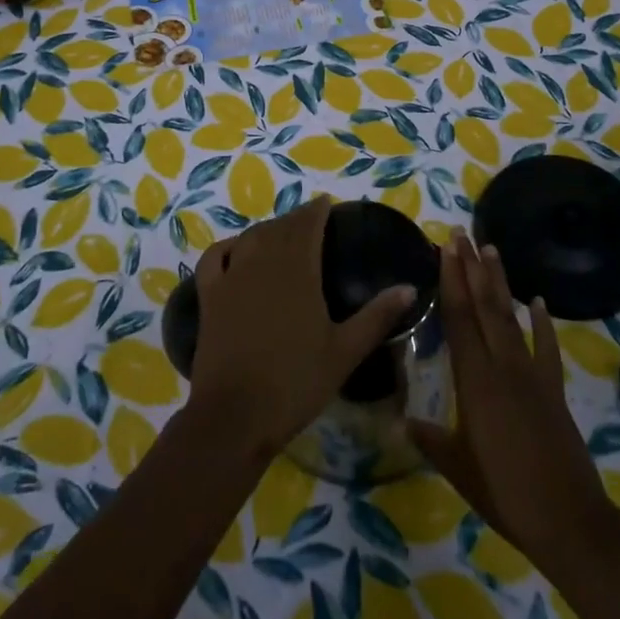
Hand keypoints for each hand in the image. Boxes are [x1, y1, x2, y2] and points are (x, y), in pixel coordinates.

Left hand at [189, 195, 416, 461]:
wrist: (235, 415)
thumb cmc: (296, 383)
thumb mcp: (345, 352)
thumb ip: (377, 316)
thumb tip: (410, 288)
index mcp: (299, 270)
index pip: (307, 225)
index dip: (317, 211)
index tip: (326, 204)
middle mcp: (263, 262)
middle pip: (280, 228)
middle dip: (296, 219)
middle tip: (309, 220)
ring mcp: (232, 277)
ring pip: (251, 238)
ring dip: (267, 229)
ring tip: (280, 233)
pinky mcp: (209, 296)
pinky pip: (214, 257)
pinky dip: (227, 246)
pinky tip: (235, 249)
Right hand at [407, 235, 607, 562]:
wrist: (569, 519)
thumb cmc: (505, 492)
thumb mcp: (458, 467)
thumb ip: (430, 439)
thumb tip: (400, 419)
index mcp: (475, 380)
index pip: (458, 319)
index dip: (451, 282)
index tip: (445, 250)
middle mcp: (502, 366)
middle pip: (484, 306)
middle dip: (471, 268)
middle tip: (462, 234)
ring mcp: (532, 374)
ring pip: (511, 317)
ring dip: (500, 282)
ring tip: (491, 250)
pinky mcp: (554, 389)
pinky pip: (547, 348)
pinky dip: (544, 323)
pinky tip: (538, 300)